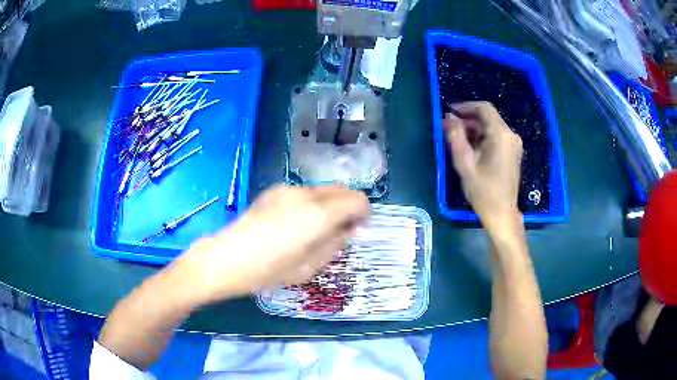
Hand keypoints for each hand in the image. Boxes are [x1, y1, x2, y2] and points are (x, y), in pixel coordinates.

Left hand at [170, 184, 370, 304]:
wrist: (225, 258)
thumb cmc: (268, 271)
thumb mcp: (309, 267)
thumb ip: (335, 244)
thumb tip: (349, 229)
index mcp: (318, 214)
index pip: (357, 200)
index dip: (364, 213)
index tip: (358, 229)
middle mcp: (306, 194)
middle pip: (342, 189)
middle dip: (349, 207)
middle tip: (341, 230)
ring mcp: (287, 189)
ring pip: (322, 190)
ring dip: (329, 205)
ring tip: (315, 229)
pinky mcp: (273, 191)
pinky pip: (304, 193)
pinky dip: (311, 203)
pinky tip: (294, 224)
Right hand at [445, 102, 522, 230]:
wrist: (501, 213)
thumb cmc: (483, 191)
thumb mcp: (464, 163)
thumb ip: (455, 136)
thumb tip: (449, 117)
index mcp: (501, 135)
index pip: (484, 108)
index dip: (465, 106)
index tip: (449, 111)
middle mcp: (510, 136)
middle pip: (487, 117)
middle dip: (467, 120)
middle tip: (448, 128)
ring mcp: (513, 144)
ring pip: (491, 127)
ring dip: (473, 129)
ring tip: (456, 139)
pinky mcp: (512, 152)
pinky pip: (495, 137)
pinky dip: (481, 138)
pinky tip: (469, 147)